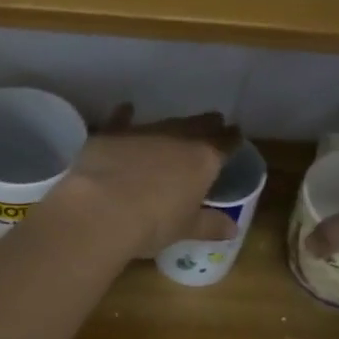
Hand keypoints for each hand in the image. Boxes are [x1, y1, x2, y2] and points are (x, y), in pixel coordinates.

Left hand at [51, 107, 241, 259]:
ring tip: (180, 124)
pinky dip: (126, 115)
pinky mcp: (112, 134)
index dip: (232, 139)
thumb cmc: (153, 224)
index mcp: (203, 161)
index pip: (225, 145)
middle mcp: (177, 139)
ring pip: (166, 122)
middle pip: (199, 126)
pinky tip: (127, 109)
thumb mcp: (186, 229)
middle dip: (208, 124)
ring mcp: (144, 133)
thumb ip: (210, 225)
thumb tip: (232, 228)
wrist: (102, 210)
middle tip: (215, 121)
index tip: (236, 134)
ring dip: (174, 123)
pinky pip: (122, 120)